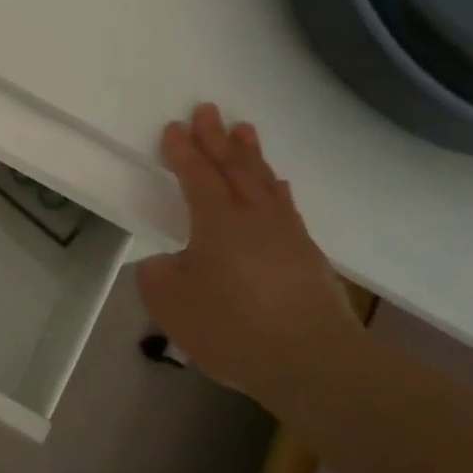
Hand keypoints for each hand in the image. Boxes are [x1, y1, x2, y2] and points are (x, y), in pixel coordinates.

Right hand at [137, 104, 359, 401]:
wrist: (313, 362)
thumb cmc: (233, 328)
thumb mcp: (170, 305)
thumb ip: (158, 275)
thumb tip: (169, 263)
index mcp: (217, 221)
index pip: (196, 175)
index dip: (183, 150)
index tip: (174, 127)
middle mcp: (253, 217)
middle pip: (234, 167)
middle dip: (217, 138)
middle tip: (208, 110)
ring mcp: (286, 234)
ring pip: (264, 181)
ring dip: (251, 154)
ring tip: (245, 130)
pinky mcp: (308, 257)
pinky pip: (286, 207)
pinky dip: (277, 189)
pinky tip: (278, 186)